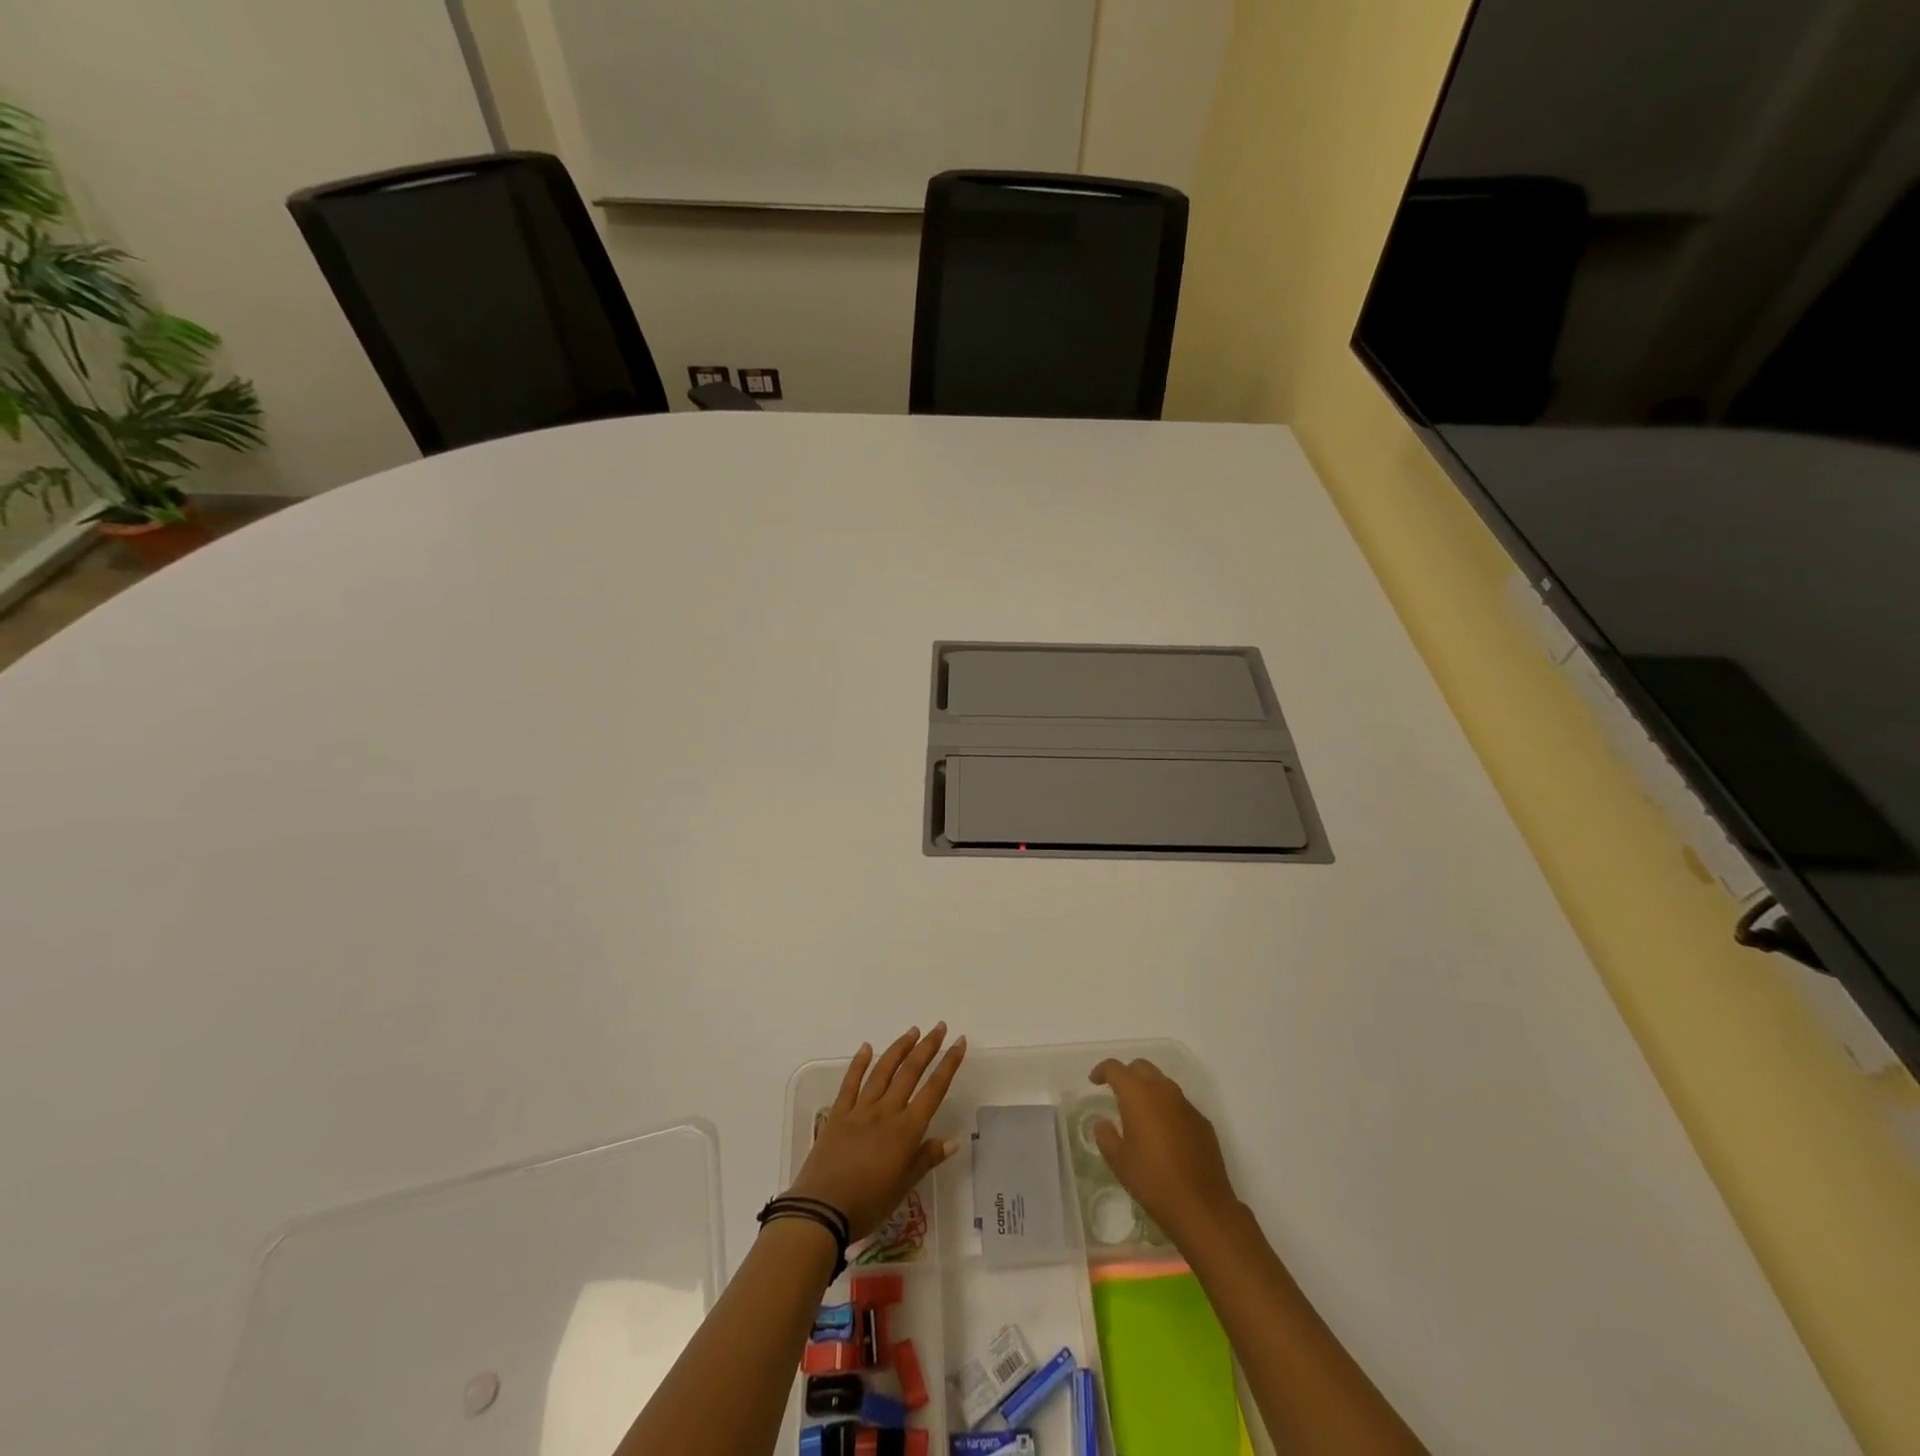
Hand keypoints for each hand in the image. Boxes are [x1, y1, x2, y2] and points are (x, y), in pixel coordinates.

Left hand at [787, 1024, 967, 1239]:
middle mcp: (886, 1112)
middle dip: (927, 1047)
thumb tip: (953, 1140)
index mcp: (906, 1130)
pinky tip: (866, 1047)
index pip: (934, 1090)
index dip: (949, 1064)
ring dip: (899, 1049)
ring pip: (883, 1071)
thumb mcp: (903, 1187)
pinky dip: (859, 1063)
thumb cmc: (868, 1204)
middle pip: (910, 1072)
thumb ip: (926, 1158)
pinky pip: (850, 1083)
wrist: (821, 1210)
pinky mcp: (838, 1114)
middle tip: (939, 1027)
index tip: (959, 1042)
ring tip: (912, 1031)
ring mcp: (860, 1110)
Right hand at [1089, 1057, 1238, 1247]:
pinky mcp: (1202, 1122)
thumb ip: (1106, 1136)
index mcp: (1138, 1094)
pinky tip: (1164, 1134)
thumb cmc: (1152, 1180)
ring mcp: (1186, 1105)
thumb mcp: (1119, 1161)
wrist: (1201, 1207)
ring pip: (1163, 1083)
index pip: (1115, 1068)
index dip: (1102, 1070)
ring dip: (1149, 1090)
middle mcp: (1163, 1091)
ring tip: (1140, 1114)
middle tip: (1117, 1093)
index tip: (1094, 1081)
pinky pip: (1179, 1104)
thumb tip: (1103, 1123)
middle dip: (1127, 1075)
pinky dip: (1167, 1109)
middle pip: (1141, 1067)